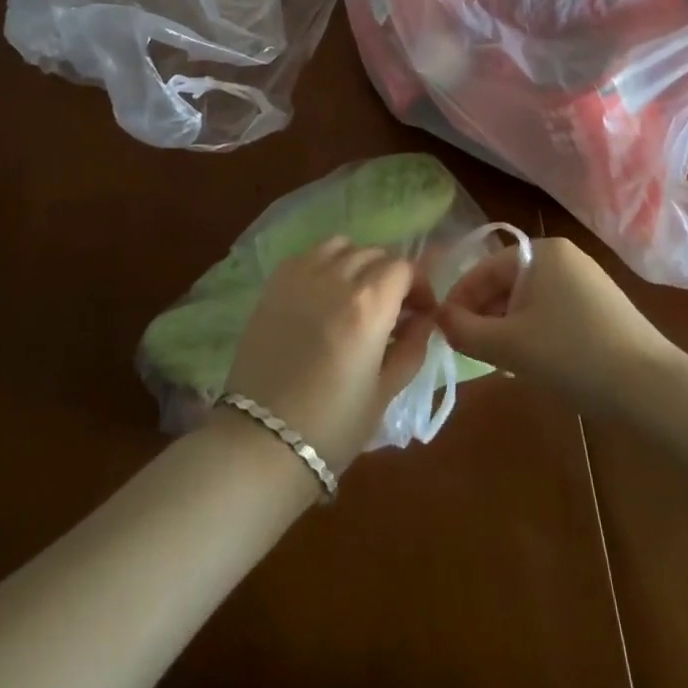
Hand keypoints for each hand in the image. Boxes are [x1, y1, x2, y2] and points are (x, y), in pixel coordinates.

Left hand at [220, 237, 433, 474]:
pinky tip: (323, 292)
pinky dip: (324, 262)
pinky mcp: (274, 283)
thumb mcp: (384, 392)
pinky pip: (308, 254)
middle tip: (391, 308)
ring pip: (341, 246)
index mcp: (369, 304)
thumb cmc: (333, 426)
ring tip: (355, 293)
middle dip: (390, 276)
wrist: (262, 441)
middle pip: (374, 254)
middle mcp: (337, 278)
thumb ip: (411, 348)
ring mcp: (301, 276)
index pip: (403, 268)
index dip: (418, 286)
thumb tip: (425, 320)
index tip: (420, 311)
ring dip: (356, 262)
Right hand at [437, 235, 677, 414]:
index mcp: (542, 252)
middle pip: (507, 282)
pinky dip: (534, 333)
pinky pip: (553, 313)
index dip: (459, 298)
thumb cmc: (573, 355)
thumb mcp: (509, 346)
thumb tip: (440, 319)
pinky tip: (533, 363)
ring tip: (496, 360)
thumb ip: (465, 330)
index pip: (485, 267)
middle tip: (468, 348)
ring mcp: (588, 283)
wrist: (653, 390)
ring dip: (507, 327)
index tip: (443, 328)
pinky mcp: (603, 310)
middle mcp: (565, 258)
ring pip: (529, 301)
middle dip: (483, 314)